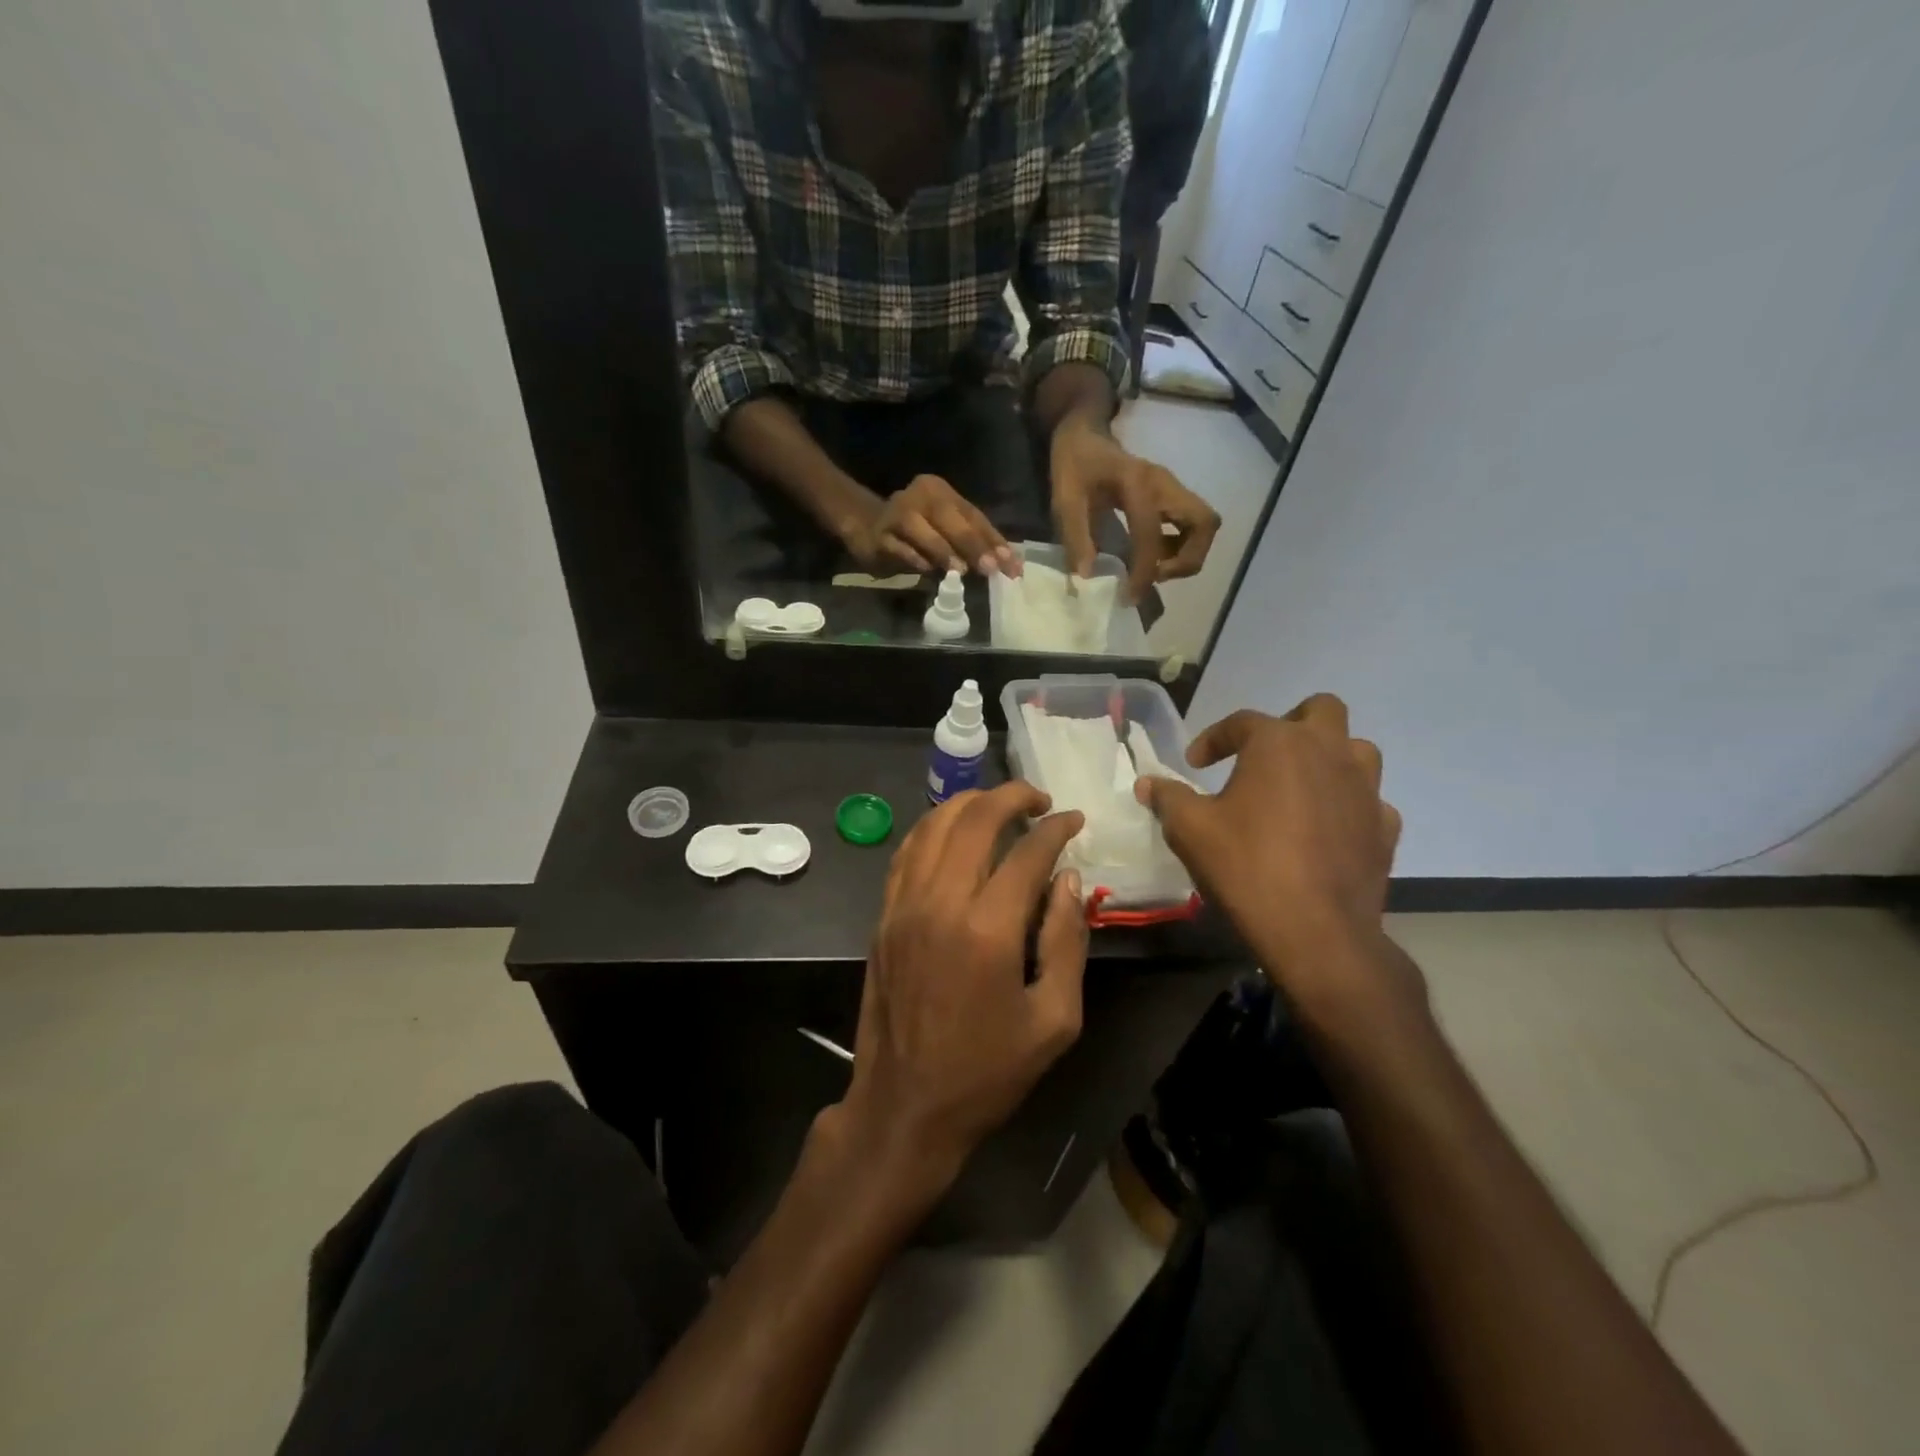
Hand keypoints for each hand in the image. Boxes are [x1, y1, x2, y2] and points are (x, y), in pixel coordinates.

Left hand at [828, 784, 1088, 1198]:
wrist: (905, 1106)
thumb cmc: (987, 1071)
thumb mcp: (1054, 1019)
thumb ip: (1066, 940)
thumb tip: (1068, 878)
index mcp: (987, 930)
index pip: (1027, 852)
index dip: (1056, 828)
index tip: (1074, 819)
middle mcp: (939, 903)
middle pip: (974, 819)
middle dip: (1012, 796)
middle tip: (1039, 799)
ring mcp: (903, 906)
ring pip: (933, 825)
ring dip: (969, 804)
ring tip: (999, 806)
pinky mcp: (883, 916)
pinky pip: (906, 852)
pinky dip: (933, 828)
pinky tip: (953, 831)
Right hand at [846, 474, 1017, 577]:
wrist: (866, 528)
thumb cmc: (917, 532)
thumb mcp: (947, 532)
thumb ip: (973, 543)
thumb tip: (1007, 565)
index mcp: (940, 491)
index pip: (973, 516)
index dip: (994, 541)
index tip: (1012, 566)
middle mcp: (919, 495)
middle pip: (950, 518)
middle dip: (972, 545)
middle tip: (990, 568)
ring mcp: (896, 514)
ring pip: (922, 531)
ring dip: (943, 551)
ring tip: (960, 571)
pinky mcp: (880, 536)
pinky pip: (900, 548)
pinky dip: (915, 559)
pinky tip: (927, 571)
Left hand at [1050, 418, 1220, 600]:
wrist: (1085, 434)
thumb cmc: (1074, 464)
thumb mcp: (1065, 498)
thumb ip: (1075, 536)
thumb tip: (1087, 576)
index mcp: (1137, 483)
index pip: (1152, 534)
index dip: (1145, 571)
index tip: (1131, 596)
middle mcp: (1165, 484)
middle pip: (1204, 524)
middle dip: (1187, 559)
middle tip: (1156, 576)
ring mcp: (1173, 488)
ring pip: (1204, 526)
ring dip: (1187, 555)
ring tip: (1154, 569)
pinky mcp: (1173, 496)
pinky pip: (1192, 526)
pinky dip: (1180, 547)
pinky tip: (1153, 556)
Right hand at [1135, 695, 1418, 1025]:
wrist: (1316, 932)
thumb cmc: (1246, 867)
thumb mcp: (1189, 829)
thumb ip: (1167, 797)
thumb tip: (1147, 782)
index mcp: (1280, 744)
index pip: (1242, 721)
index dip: (1213, 738)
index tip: (1194, 764)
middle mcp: (1330, 753)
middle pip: (1321, 710)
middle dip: (1290, 723)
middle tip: (1263, 754)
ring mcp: (1366, 790)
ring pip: (1356, 751)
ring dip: (1327, 759)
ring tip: (1297, 787)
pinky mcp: (1385, 828)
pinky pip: (1368, 800)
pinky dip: (1346, 805)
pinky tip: (1325, 829)